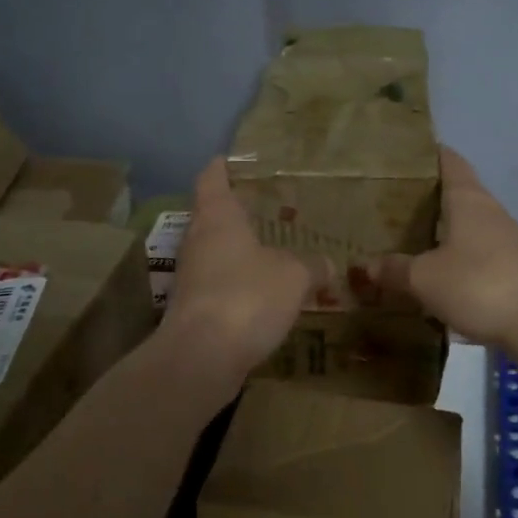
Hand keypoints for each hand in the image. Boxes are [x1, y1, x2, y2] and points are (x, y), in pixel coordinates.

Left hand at [162, 158, 314, 381]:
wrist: (201, 357)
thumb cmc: (247, 296)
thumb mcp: (294, 276)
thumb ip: (312, 266)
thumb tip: (327, 263)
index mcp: (217, 217)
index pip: (212, 179)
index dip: (221, 167)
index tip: (230, 160)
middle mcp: (197, 240)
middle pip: (211, 215)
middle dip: (235, 212)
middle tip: (264, 209)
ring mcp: (190, 276)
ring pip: (214, 252)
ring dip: (236, 251)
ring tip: (268, 251)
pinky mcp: (191, 309)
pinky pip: (217, 285)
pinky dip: (236, 283)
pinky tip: (260, 295)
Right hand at [378, 146, 517, 348]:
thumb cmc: (478, 283)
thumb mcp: (425, 278)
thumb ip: (395, 269)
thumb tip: (367, 266)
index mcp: (468, 199)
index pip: (448, 161)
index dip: (427, 154)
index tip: (401, 155)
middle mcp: (488, 212)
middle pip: (455, 193)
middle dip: (425, 197)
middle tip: (388, 204)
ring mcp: (504, 241)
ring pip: (465, 225)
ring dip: (440, 230)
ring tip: (405, 239)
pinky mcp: (511, 269)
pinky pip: (475, 254)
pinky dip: (454, 258)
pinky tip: (434, 274)